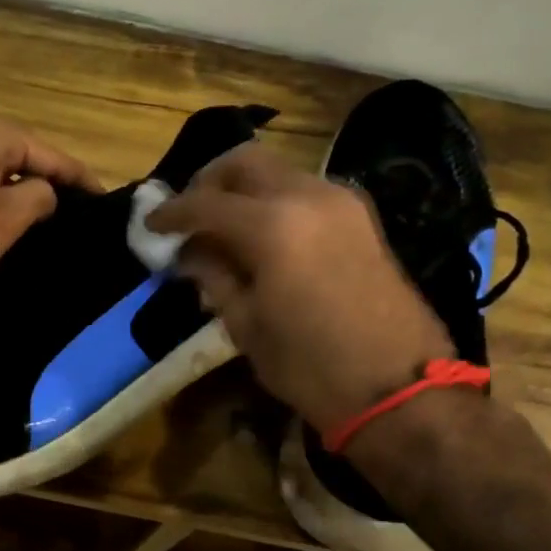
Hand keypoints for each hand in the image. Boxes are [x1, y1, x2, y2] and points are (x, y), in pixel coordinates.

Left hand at [0, 114, 99, 306]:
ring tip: (28, 267)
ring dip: (1, 237)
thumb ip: (40, 199)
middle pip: (11, 177)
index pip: (49, 155)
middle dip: (38, 210)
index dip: (80, 179)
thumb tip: (44, 195)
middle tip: (67, 237)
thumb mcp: (7, 214)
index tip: (105, 202)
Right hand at [146, 144, 453, 430]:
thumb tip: (190, 252)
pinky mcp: (360, 217)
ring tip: (223, 228)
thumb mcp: (246, 325)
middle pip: (244, 163)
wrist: (399, 388)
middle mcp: (307, 196)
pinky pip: (304, 191)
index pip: (205, 203)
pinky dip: (274, 201)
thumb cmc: (310, 366)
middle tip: (189, 215)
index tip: (151, 225)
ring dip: (243, 190)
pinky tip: (262, 236)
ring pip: (278, 172)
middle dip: (208, 182)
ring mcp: (341, 202)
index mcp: (272, 225)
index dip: (171, 213)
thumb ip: (213, 276)